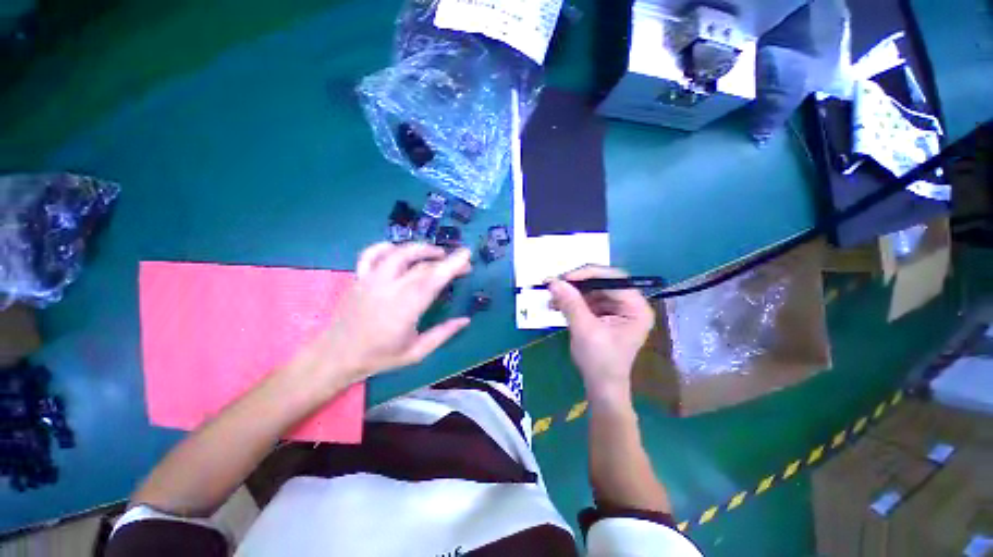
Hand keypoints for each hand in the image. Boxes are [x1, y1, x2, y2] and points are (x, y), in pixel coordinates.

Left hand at [289, 242, 471, 391]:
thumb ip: (443, 334)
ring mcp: (370, 280)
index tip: (467, 254)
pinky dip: (386, 247)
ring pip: (398, 253)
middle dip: (445, 260)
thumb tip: (465, 320)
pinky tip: (398, 249)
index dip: (452, 265)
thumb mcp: (416, 352)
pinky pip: (371, 254)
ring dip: (421, 248)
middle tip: (461, 264)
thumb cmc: (379, 357)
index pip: (433, 279)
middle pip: (421, 265)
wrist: (336, 356)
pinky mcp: (358, 278)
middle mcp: (388, 288)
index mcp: (405, 308)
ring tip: (437, 252)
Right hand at [548, 266, 654, 406]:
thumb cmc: (599, 361)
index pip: (613, 279)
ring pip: (592, 290)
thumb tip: (553, 281)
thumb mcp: (584, 329)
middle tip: (555, 284)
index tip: (564, 278)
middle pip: (602, 283)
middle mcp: (630, 304)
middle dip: (577, 284)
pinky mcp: (605, 315)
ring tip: (552, 297)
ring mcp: (617, 309)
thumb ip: (570, 303)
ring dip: (571, 293)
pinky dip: (572, 301)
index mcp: (636, 307)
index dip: (588, 274)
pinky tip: (557, 305)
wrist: (601, 387)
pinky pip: (588, 300)